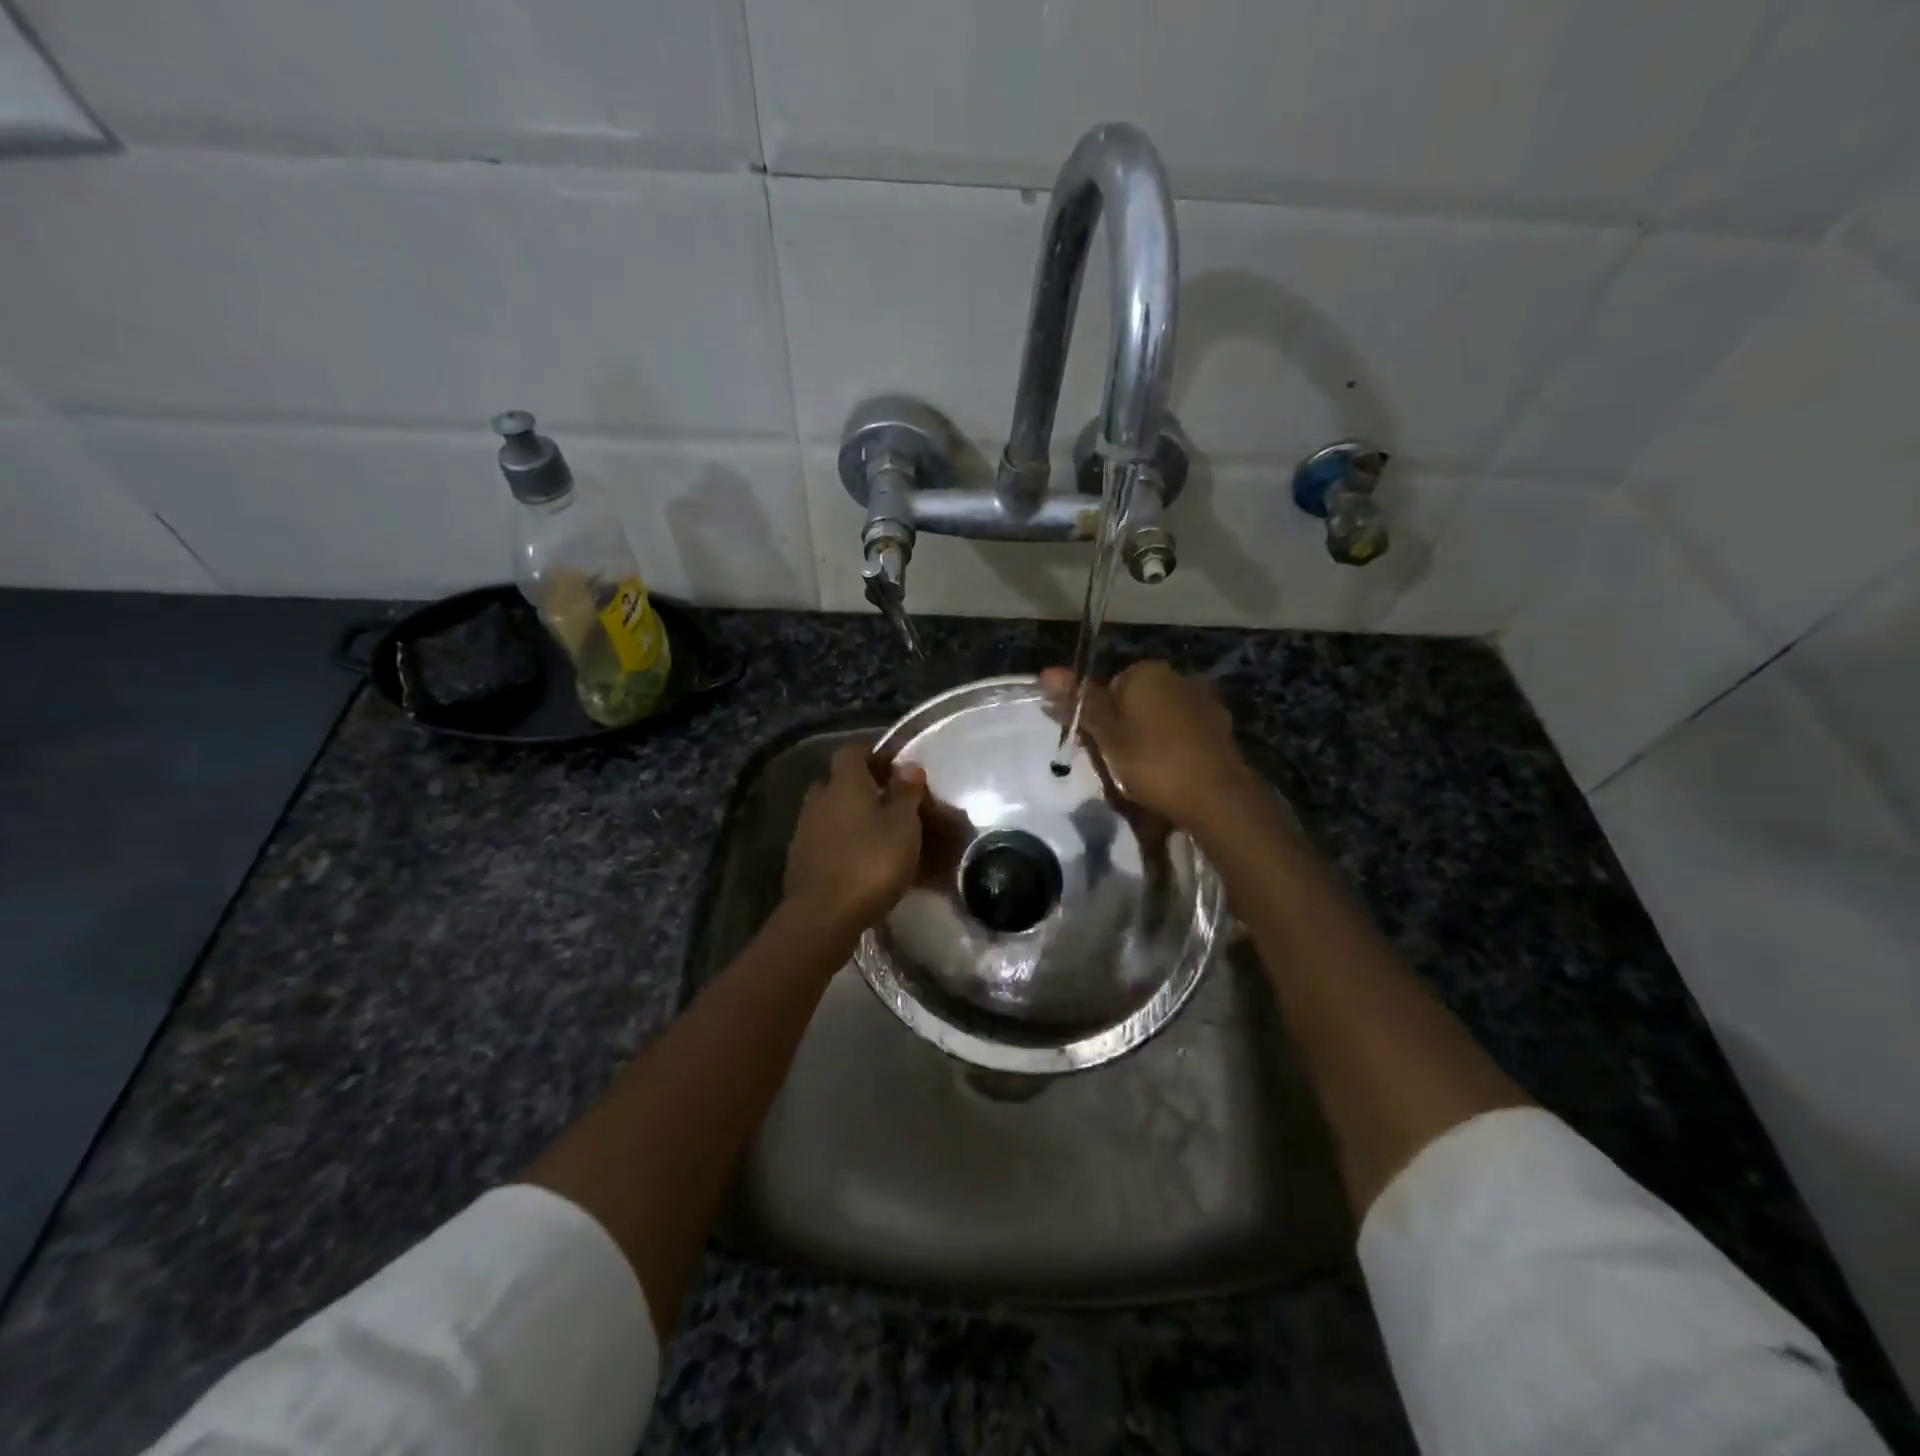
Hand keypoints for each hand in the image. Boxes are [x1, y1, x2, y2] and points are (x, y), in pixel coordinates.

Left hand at [785, 742, 927, 930]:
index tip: (894, 766)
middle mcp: (818, 800)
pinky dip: (839, 843)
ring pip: (828, 812)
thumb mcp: (903, 826)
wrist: (824, 915)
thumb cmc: (871, 863)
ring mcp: (803, 831)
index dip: (872, 753)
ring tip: (875, 835)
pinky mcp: (798, 861)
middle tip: (886, 802)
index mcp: (844, 784)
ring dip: (848, 817)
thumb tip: (909, 766)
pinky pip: (822, 840)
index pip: (852, 751)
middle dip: (859, 787)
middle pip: (837, 782)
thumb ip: (906, 794)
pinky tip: (857, 860)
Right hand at [1040, 661, 1254, 832]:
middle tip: (1116, 765)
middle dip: (1122, 729)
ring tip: (1142, 777)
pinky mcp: (1220, 730)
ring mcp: (1204, 703)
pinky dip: (1173, 751)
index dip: (1096, 718)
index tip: (1094, 747)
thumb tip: (1046, 672)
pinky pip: (1184, 736)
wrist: (1216, 798)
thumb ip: (1079, 702)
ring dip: (1148, 741)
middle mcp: (1178, 678)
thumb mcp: (1106, 735)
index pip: (1108, 687)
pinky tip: (1171, 776)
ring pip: (1160, 719)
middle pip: (1135, 702)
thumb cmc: (1152, 762)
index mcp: (1147, 672)